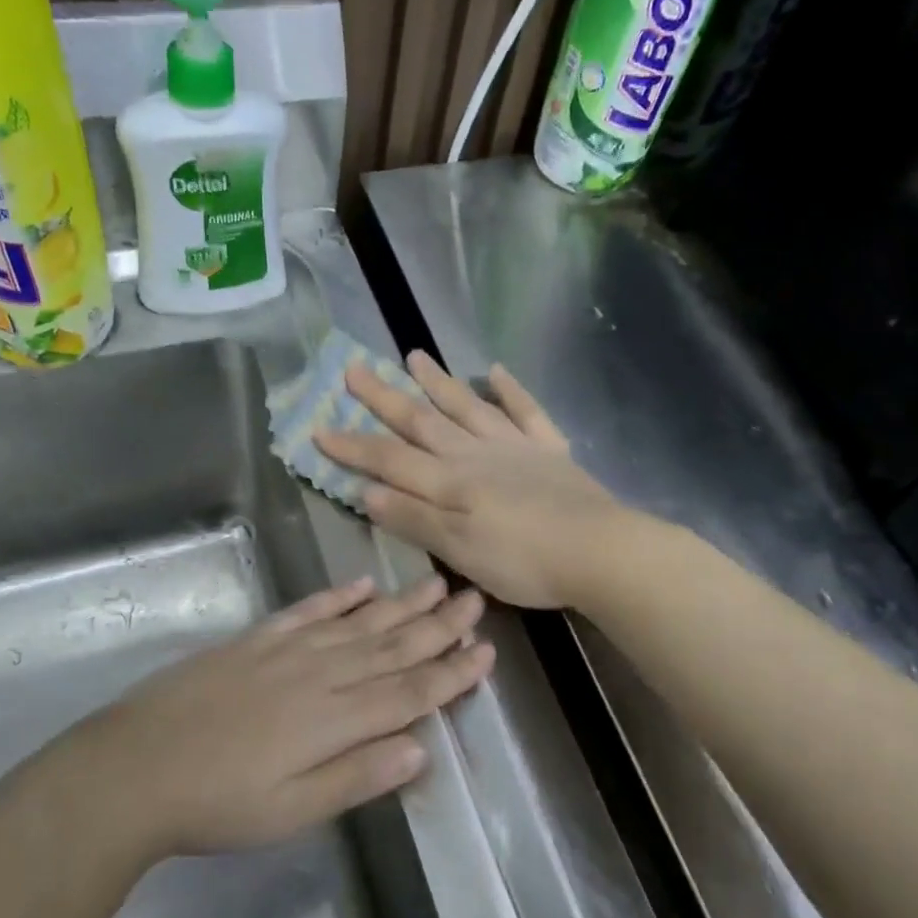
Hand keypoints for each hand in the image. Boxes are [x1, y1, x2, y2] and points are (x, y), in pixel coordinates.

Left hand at [60, 575, 490, 858]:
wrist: (137, 766)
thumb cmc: (219, 803)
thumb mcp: (293, 811)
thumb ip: (358, 776)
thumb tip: (421, 747)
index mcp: (335, 719)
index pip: (409, 691)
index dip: (450, 672)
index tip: (485, 651)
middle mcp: (321, 674)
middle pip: (392, 646)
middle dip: (438, 626)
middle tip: (475, 600)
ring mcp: (287, 650)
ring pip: (359, 622)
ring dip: (401, 604)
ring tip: (436, 584)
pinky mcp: (257, 640)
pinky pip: (308, 611)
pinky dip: (339, 596)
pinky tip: (363, 584)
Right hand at [313, 352, 620, 608]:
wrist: (600, 552)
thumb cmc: (524, 561)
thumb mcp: (459, 551)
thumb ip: (414, 519)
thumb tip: (365, 490)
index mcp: (449, 482)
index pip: (389, 459)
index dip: (352, 445)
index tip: (318, 427)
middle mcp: (475, 454)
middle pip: (422, 421)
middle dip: (384, 397)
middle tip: (354, 369)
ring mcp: (514, 447)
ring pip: (467, 407)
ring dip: (438, 382)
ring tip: (413, 355)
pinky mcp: (549, 450)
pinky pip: (526, 412)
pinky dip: (511, 390)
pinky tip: (496, 372)